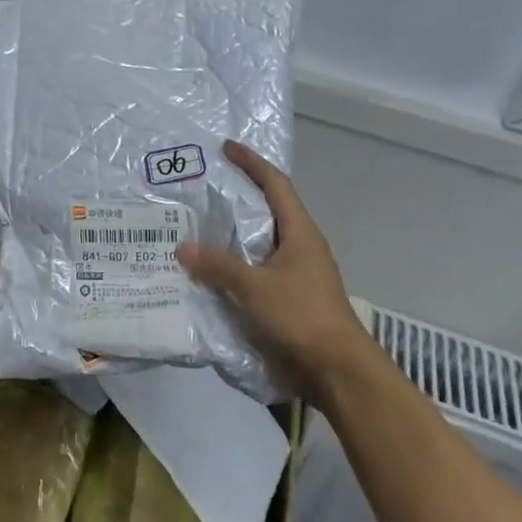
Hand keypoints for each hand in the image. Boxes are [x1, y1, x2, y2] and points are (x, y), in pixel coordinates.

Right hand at [175, 140, 368, 385]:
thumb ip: (218, 266)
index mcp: (300, 233)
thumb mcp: (255, 287)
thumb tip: (182, 247)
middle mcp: (300, 247)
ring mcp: (297, 275)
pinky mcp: (290, 300)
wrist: (339, 373)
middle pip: (267, 211)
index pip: (275, 185)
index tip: (226, 147)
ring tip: (197, 229)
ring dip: (232, 235)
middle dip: (237, 197)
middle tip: (202, 188)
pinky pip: (256, 270)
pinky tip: (210, 273)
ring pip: (259, 244)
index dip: (252, 163)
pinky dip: (234, 265)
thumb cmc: (303, 317)